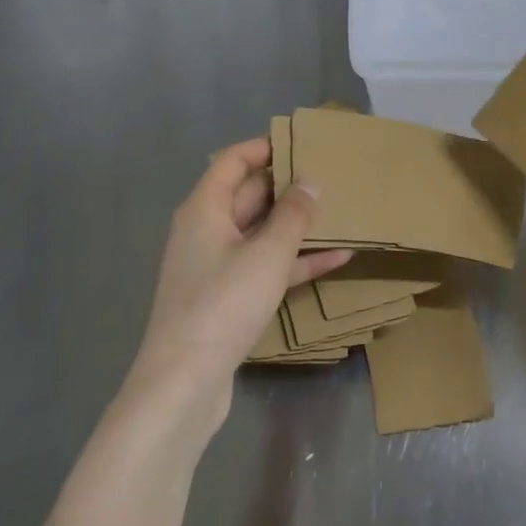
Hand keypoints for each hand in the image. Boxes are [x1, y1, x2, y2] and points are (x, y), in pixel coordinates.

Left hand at [122, 138, 350, 446]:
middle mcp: (207, 231)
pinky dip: (296, 261)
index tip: (304, 143)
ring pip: (262, 233)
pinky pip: (267, 266)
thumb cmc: (223, 304)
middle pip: (248, 195)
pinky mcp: (229, 298)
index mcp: (205, 209)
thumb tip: (312, 181)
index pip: (232, 161)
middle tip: (332, 176)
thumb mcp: (267, 254)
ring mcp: (217, 266)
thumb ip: (294, 215)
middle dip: (288, 186)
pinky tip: (338, 258)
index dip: (265, 148)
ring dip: (298, 225)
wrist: (184, 382)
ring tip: (341, 212)